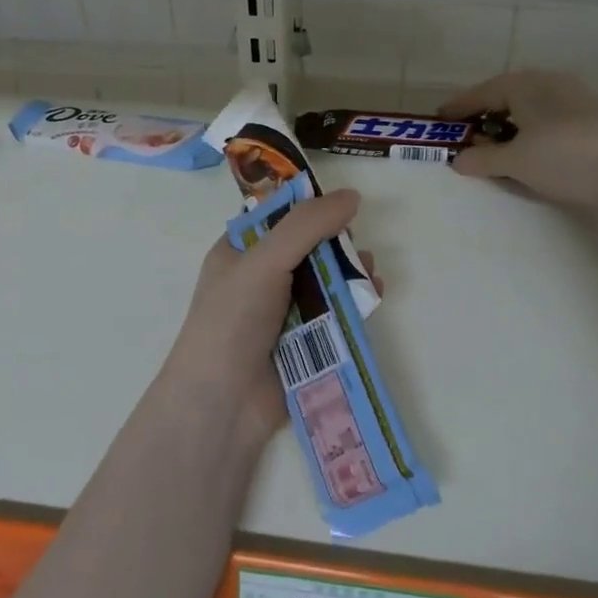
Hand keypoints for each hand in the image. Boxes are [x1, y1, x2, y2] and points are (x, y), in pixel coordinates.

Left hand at [162, 190, 362, 440]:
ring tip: (368, 272)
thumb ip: (307, 225)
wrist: (224, 402)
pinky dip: (355, 302)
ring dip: (350, 271)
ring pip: (326, 279)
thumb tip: (352, 196)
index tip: (342, 204)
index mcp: (240, 251)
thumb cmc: (234, 319)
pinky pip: (336, 312)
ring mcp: (283, 311)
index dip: (309, 207)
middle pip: (308, 247)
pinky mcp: (305, 342)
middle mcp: (260, 277)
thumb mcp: (265, 260)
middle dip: (336, 242)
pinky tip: (373, 296)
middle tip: (354, 243)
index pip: (277, 216)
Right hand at [440, 71, 597, 209]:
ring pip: (531, 103)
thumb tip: (458, 160)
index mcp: (525, 85)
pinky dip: (532, 126)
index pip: (481, 93)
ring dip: (510, 121)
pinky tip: (533, 146)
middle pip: (506, 94)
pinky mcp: (594, 112)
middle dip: (485, 113)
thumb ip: (481, 159)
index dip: (458, 108)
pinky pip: (550, 113)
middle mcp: (549, 80)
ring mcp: (575, 93)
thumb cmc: (563, 159)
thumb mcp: (514, 162)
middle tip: (468, 132)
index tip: (440, 119)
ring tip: (499, 142)